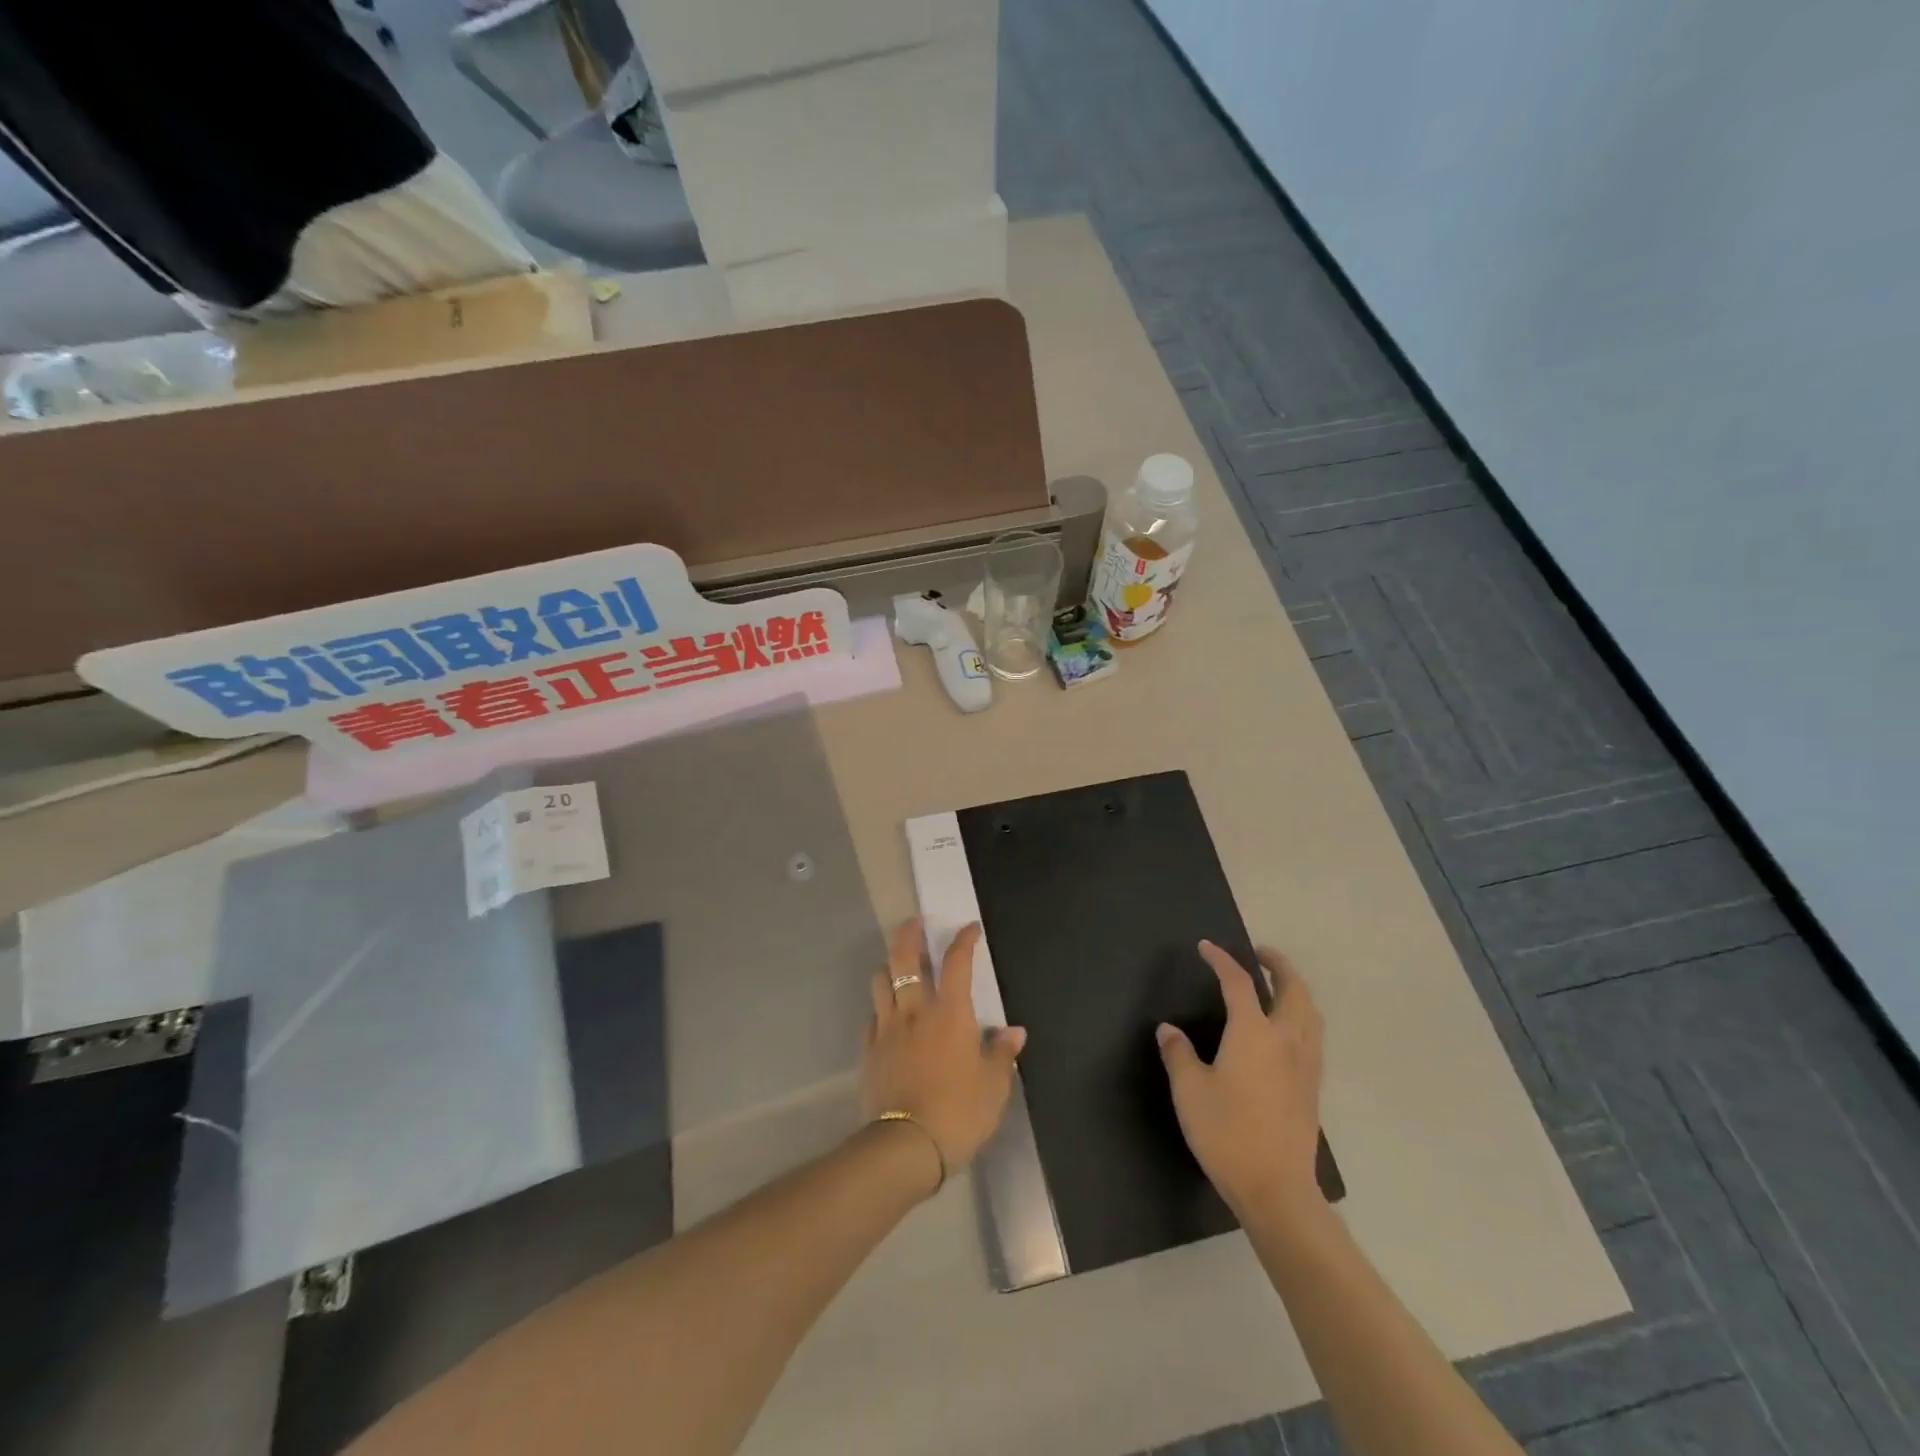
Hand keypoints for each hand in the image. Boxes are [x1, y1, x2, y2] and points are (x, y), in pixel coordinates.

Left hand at [862, 920, 1026, 1183]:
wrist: (906, 1146)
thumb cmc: (959, 1111)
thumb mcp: (994, 1086)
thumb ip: (1002, 1055)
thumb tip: (1014, 1032)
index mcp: (950, 1013)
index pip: (957, 963)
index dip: (964, 940)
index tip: (969, 928)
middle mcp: (915, 1010)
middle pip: (904, 958)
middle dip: (909, 935)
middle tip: (914, 923)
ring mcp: (887, 1029)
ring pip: (880, 981)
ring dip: (888, 966)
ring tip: (896, 965)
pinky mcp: (869, 1051)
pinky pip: (871, 1017)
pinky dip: (880, 1007)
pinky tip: (886, 1014)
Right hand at [1156, 942, 1324, 1219]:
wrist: (1277, 1189)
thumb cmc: (1227, 1133)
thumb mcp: (1189, 1091)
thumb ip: (1179, 1054)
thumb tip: (1169, 1030)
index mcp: (1253, 1033)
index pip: (1239, 983)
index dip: (1222, 960)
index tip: (1206, 947)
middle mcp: (1286, 1040)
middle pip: (1293, 989)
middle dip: (1278, 965)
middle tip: (1259, 954)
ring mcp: (1305, 1064)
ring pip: (1310, 1012)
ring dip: (1295, 989)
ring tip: (1276, 987)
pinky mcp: (1313, 1088)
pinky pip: (1313, 1035)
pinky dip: (1301, 1016)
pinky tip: (1285, 1032)